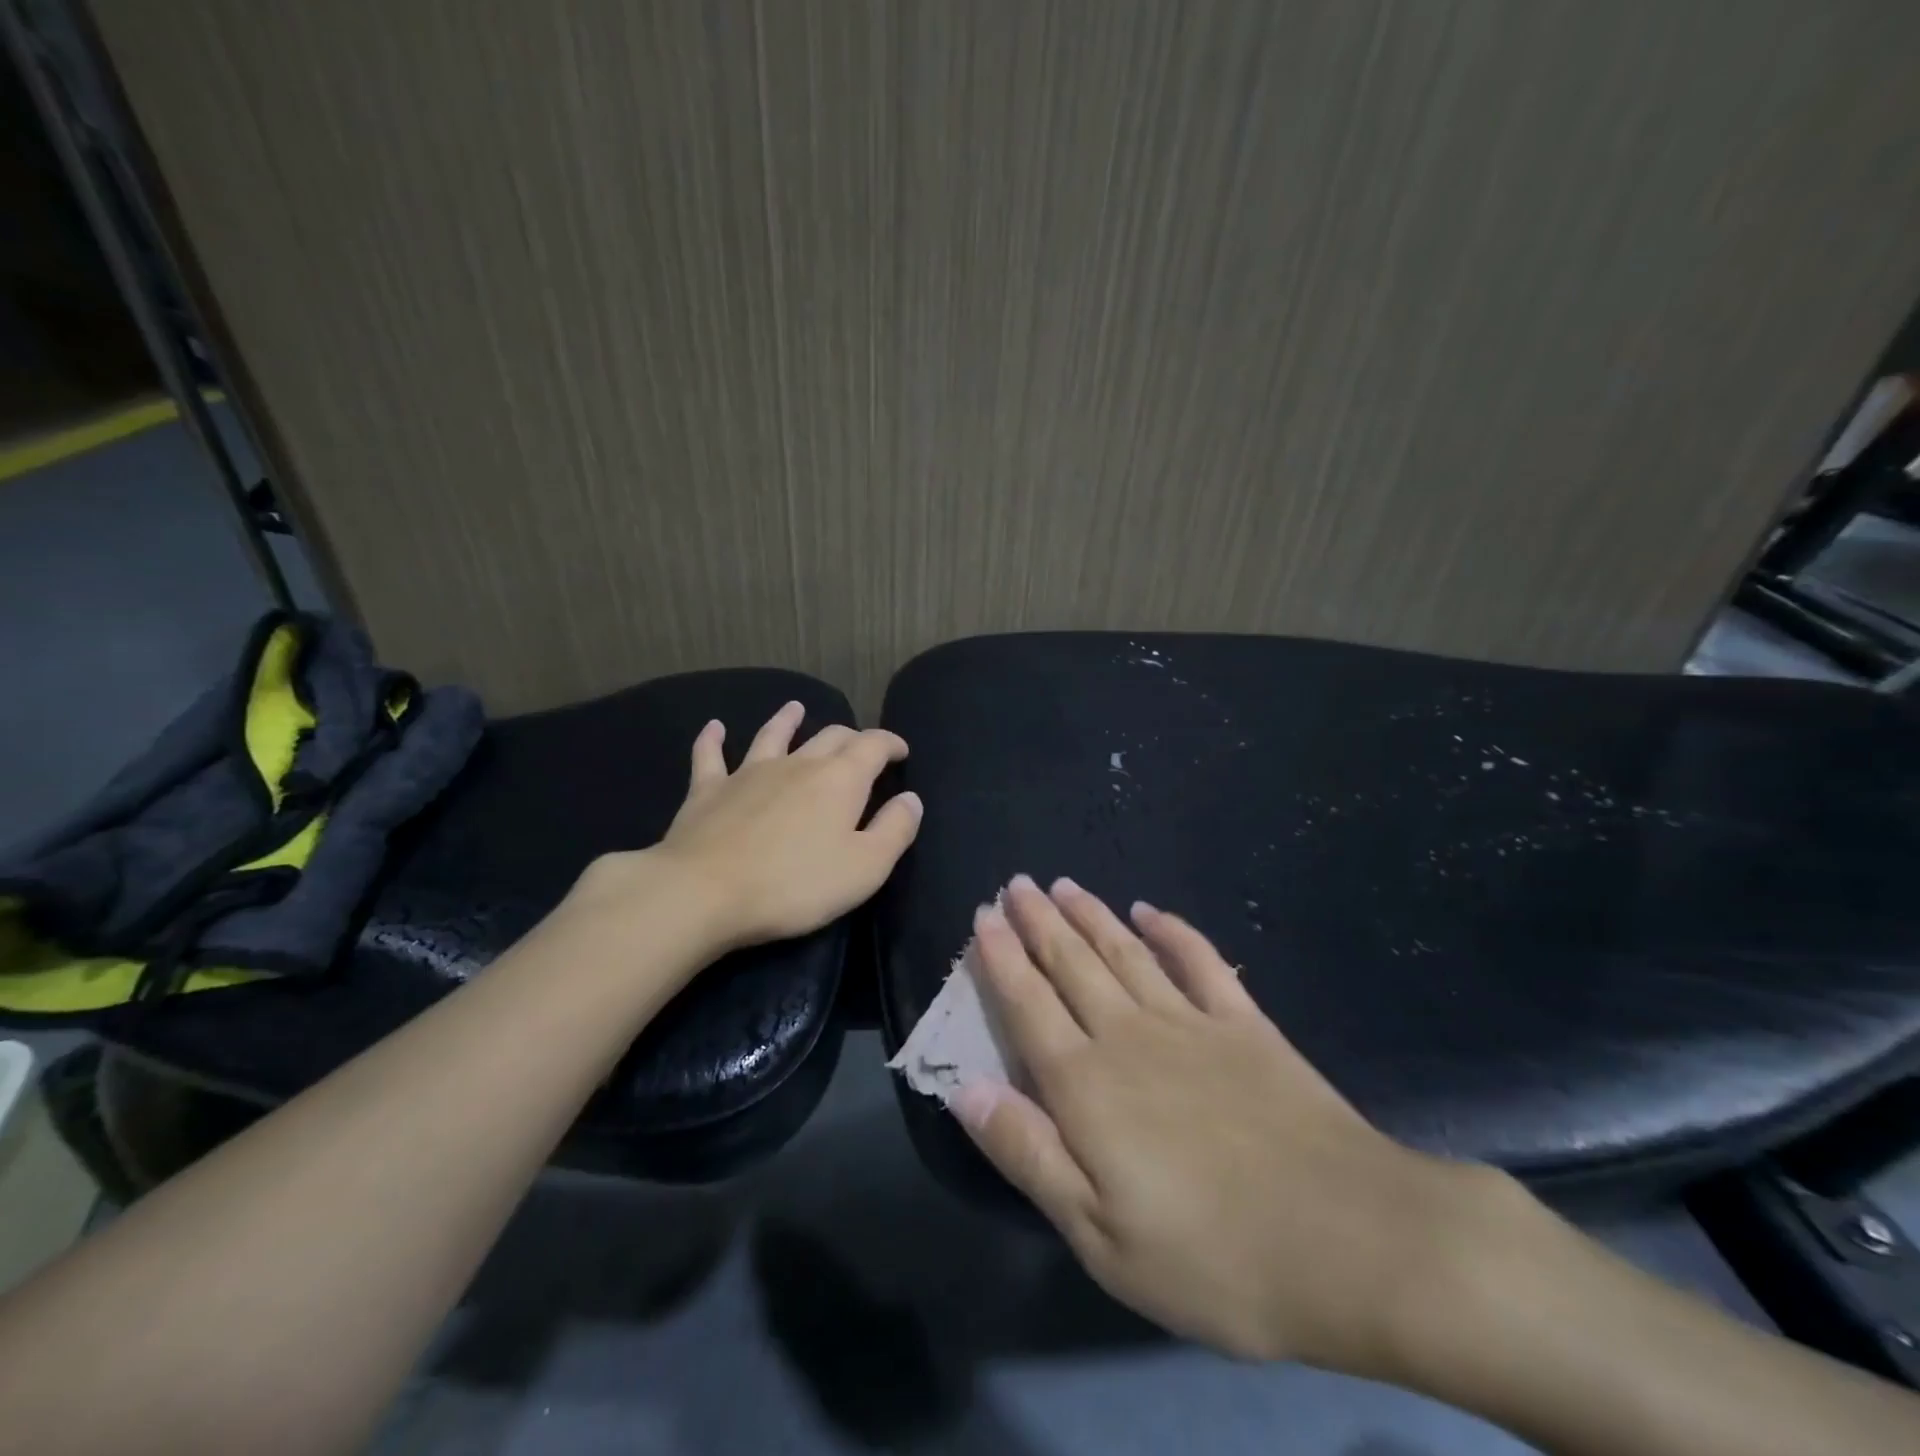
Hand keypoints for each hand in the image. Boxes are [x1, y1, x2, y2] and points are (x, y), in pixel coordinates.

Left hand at [570, 701, 921, 953]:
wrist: (705, 892)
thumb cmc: (795, 885)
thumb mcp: (865, 867)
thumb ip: (895, 830)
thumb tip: (911, 799)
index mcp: (840, 779)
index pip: (873, 746)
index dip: (890, 743)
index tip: (901, 750)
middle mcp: (797, 763)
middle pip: (829, 737)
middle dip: (850, 737)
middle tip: (860, 746)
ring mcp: (749, 772)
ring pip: (773, 735)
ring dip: (786, 720)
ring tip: (795, 708)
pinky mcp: (708, 789)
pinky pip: (710, 755)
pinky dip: (713, 739)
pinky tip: (714, 727)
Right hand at [953, 874, 1513, 1373]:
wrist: (1350, 1240)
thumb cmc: (1213, 1256)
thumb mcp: (1099, 1235)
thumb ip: (1028, 1152)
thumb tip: (965, 1088)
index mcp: (1087, 1085)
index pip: (1029, 1004)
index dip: (1001, 958)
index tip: (983, 917)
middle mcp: (1129, 1036)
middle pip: (1072, 963)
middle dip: (1038, 921)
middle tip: (1016, 883)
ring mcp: (1190, 1023)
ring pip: (1125, 952)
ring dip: (1091, 915)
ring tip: (1064, 885)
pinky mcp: (1244, 1025)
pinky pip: (1200, 962)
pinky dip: (1173, 931)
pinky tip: (1152, 911)